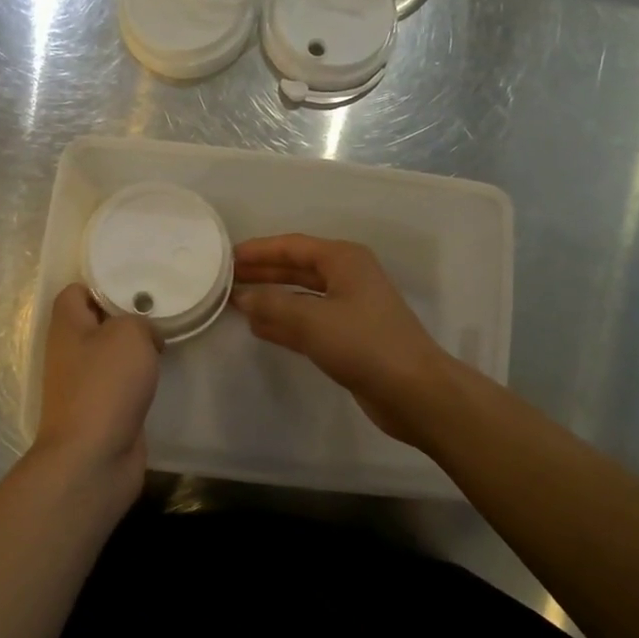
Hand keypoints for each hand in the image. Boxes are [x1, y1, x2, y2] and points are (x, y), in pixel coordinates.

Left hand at [33, 283, 161, 505]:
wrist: (94, 455)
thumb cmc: (106, 385)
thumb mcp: (128, 334)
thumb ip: (139, 321)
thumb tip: (144, 336)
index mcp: (67, 326)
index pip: (75, 292)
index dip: (101, 284)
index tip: (135, 284)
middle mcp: (70, 352)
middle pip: (95, 322)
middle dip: (125, 316)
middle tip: (159, 310)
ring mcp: (83, 383)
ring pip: (109, 354)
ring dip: (134, 348)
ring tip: (165, 338)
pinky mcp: (101, 409)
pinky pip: (120, 382)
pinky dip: (137, 377)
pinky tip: (159, 374)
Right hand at [231, 235, 455, 447]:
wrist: (413, 391)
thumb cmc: (364, 344)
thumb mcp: (312, 320)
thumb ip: (272, 305)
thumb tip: (242, 298)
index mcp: (344, 260)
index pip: (293, 246)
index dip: (259, 250)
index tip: (227, 256)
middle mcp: (347, 278)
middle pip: (296, 268)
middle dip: (262, 273)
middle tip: (225, 278)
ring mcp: (349, 309)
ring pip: (300, 296)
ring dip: (270, 299)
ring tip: (234, 302)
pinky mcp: (348, 338)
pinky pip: (307, 322)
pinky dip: (283, 322)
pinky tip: (258, 328)